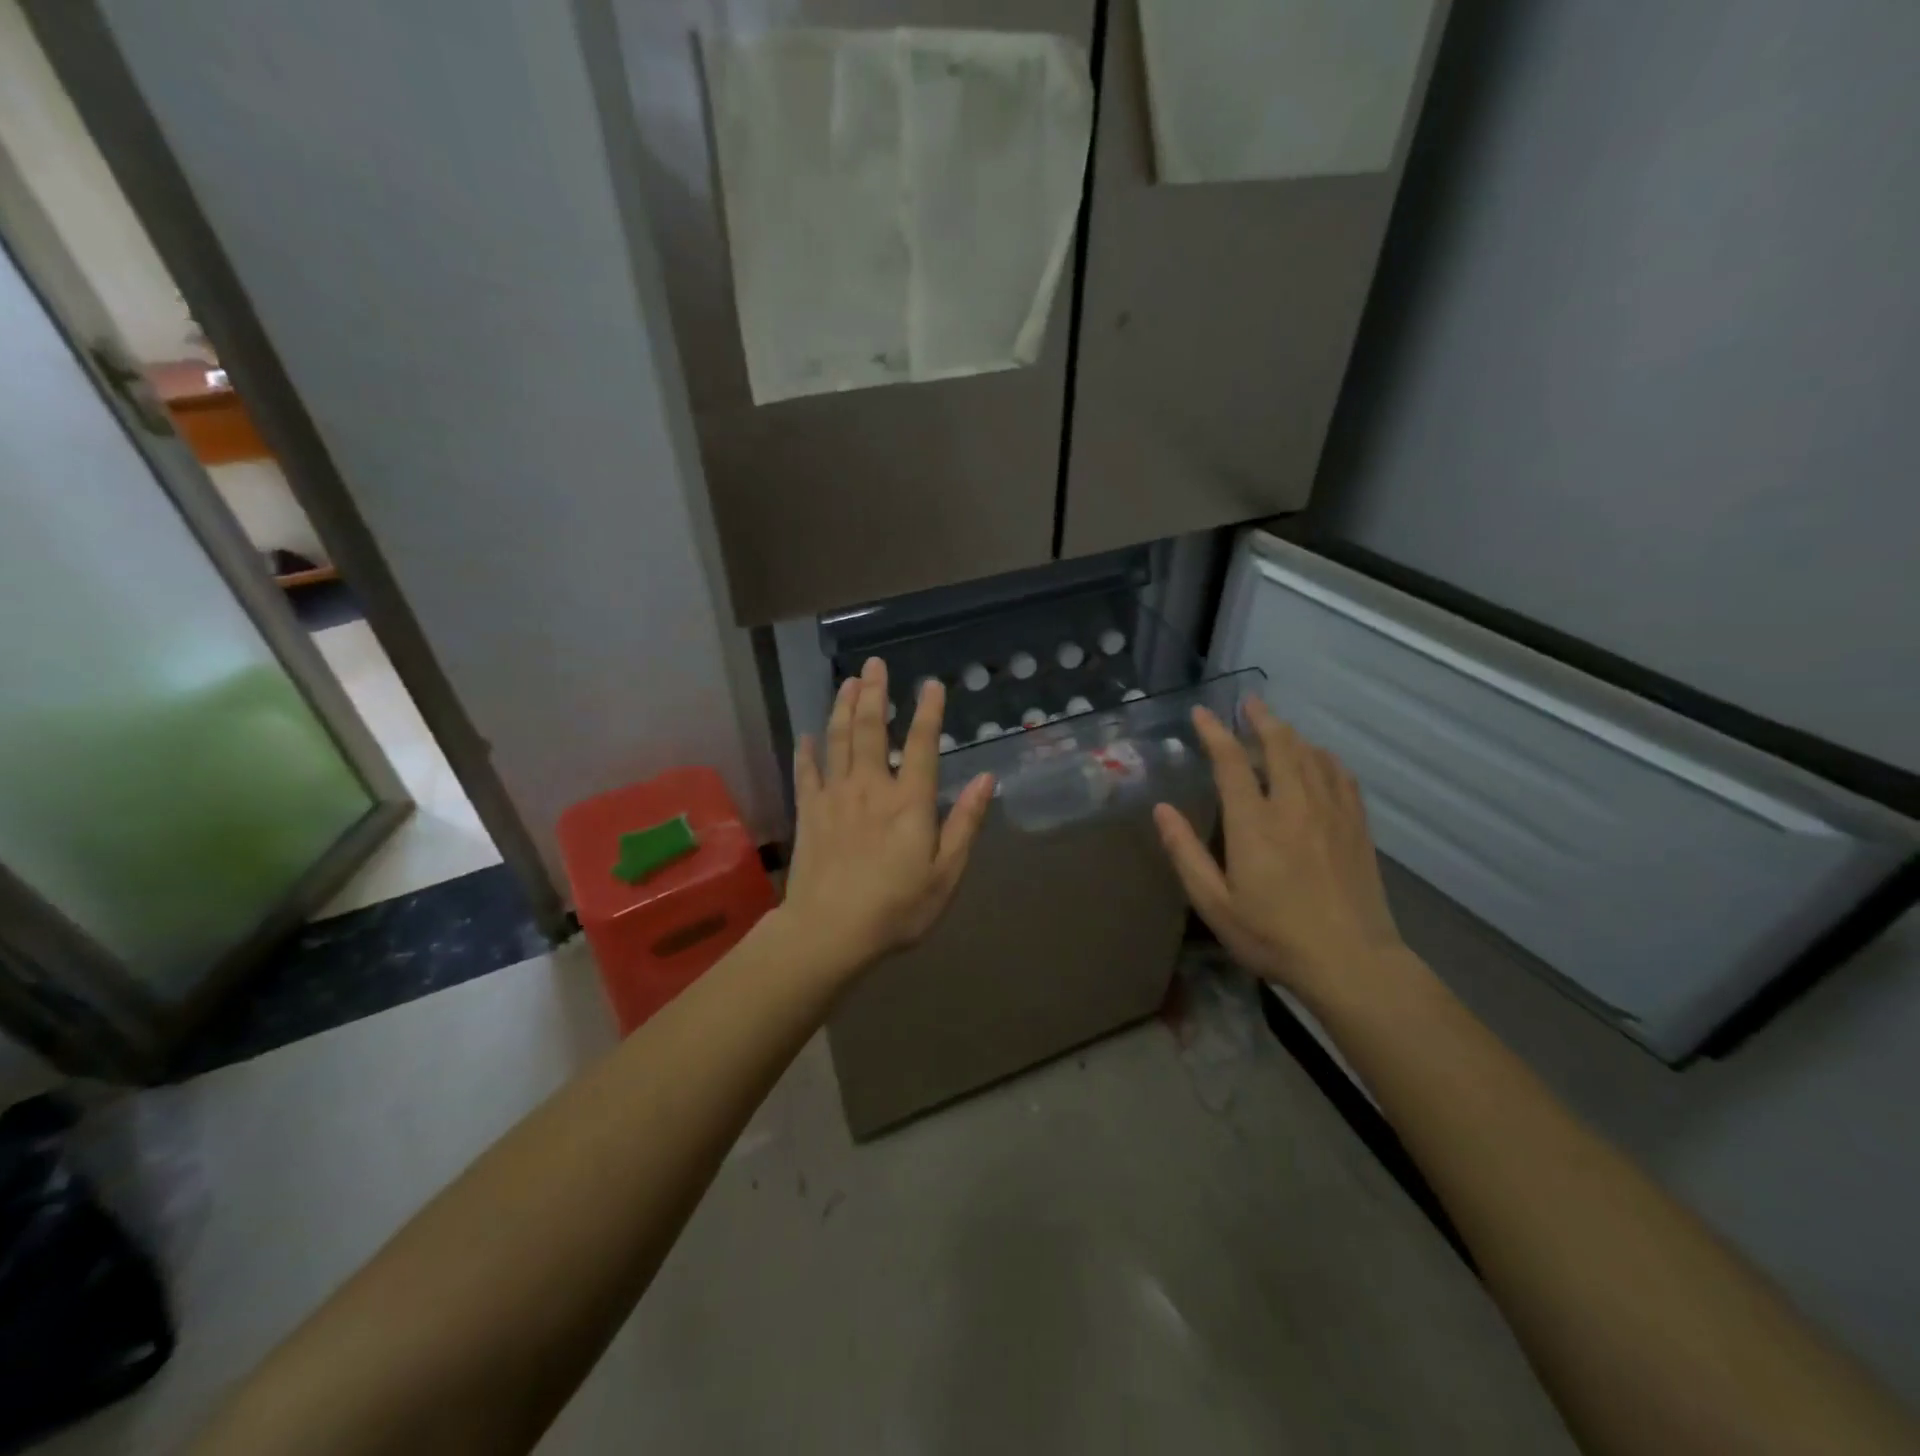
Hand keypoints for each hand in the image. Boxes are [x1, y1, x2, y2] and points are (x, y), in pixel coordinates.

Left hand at [782, 657, 993, 980]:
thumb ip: (965, 824)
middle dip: (874, 694)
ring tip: (847, 682)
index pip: (921, 745)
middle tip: (874, 664)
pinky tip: (806, 734)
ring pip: (837, 741)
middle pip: (870, 730)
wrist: (829, 932)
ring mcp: (835, 797)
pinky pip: (806, 773)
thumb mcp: (946, 874)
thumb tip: (987, 779)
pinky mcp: (809, 813)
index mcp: (909, 802)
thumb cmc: (896, 908)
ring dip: (842, 708)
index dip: (928, 712)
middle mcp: (871, 788)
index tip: (930, 684)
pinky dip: (806, 751)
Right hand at [1153, 697, 1407, 1004]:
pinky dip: (1325, 758)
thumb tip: (1162, 810)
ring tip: (1277, 726)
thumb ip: (1186, 853)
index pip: (1231, 762)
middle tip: (1248, 703)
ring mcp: (1332, 813)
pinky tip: (1319, 759)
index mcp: (1254, 824)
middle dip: (1261, 719)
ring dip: (1291, 734)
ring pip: (1312, 755)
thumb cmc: (1273, 936)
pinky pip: (1341, 776)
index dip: (1215, 732)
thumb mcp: (1214, 904)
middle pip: (1280, 745)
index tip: (1202, 712)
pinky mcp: (1357, 826)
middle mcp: (1294, 806)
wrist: (1352, 962)